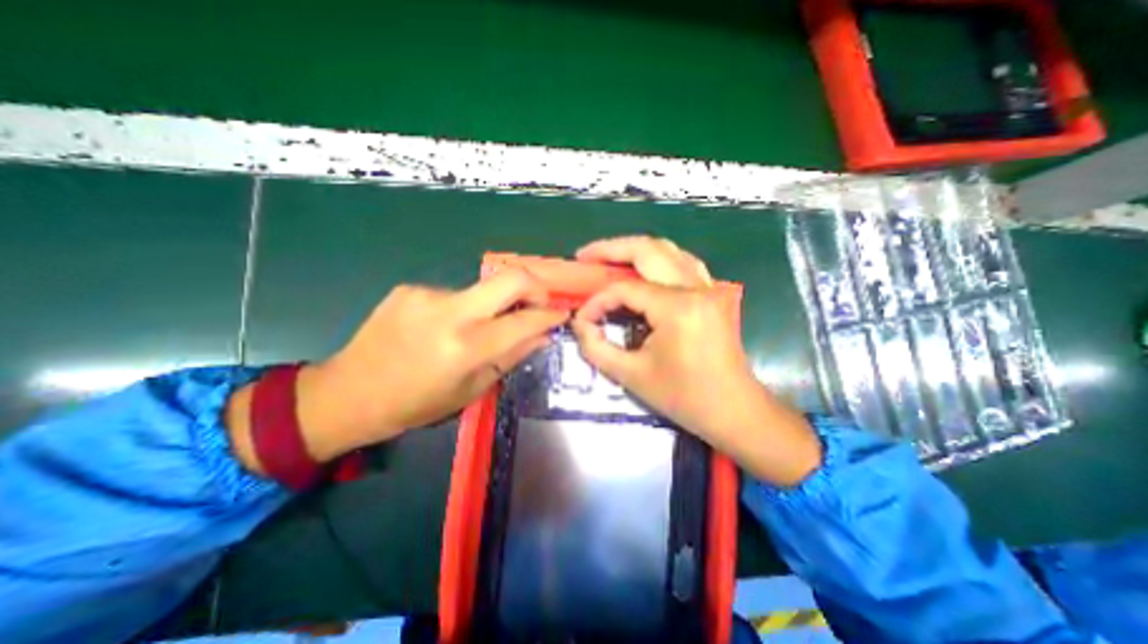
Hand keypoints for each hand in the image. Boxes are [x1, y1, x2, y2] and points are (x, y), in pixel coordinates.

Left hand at [227, 269, 566, 470]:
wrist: (348, 393)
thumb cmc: (416, 404)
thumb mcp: (471, 390)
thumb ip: (511, 357)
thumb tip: (542, 336)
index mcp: (465, 347)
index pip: (525, 321)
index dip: (550, 315)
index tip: (562, 313)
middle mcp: (449, 312)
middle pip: (511, 277)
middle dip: (535, 286)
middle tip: (539, 302)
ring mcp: (427, 294)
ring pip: (481, 289)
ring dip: (492, 306)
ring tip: (478, 329)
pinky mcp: (410, 288)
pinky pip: (453, 295)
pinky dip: (462, 309)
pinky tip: (443, 328)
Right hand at [568, 236, 819, 487]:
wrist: (734, 411)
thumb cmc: (684, 397)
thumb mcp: (631, 376)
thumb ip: (596, 347)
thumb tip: (580, 323)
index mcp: (677, 308)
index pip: (625, 288)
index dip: (598, 301)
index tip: (583, 318)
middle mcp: (695, 287)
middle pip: (647, 250)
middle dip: (611, 249)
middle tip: (584, 256)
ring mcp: (709, 287)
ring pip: (668, 250)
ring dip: (634, 249)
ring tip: (607, 257)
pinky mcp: (713, 294)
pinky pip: (682, 263)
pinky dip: (657, 259)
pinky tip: (642, 268)